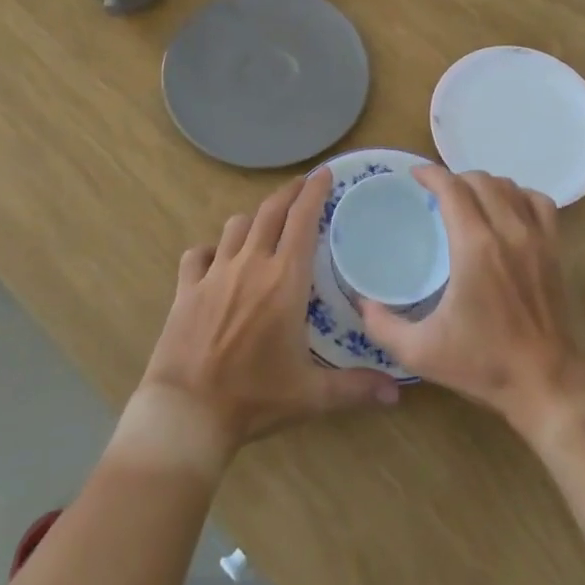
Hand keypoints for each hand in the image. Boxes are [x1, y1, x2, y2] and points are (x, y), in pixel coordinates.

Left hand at [133, 169, 400, 469]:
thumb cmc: (255, 398)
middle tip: (302, 185)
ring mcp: (215, 273)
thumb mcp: (311, 396)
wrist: (188, 412)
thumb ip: (356, 387)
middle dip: (289, 192)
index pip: (303, 220)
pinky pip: (198, 254)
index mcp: (284, 280)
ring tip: (264, 224)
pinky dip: (210, 249)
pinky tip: (217, 258)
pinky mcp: (186, 287)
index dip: (314, 191)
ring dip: (253, 219)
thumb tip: (397, 393)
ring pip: (236, 226)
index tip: (325, 173)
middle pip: (270, 212)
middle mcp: (251, 264)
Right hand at [361, 166, 584, 438]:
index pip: (452, 188)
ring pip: (510, 186)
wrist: (548, 385)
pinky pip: (539, 202)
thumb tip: (361, 303)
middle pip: (480, 180)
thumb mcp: (421, 352)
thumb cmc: (484, 365)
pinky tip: (507, 211)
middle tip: (437, 195)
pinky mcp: (556, 249)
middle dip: (454, 179)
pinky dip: (520, 196)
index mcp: (475, 247)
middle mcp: (508, 231)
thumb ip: (382, 326)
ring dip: (485, 185)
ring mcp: (537, 238)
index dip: (430, 174)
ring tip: (468, 200)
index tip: (414, 176)